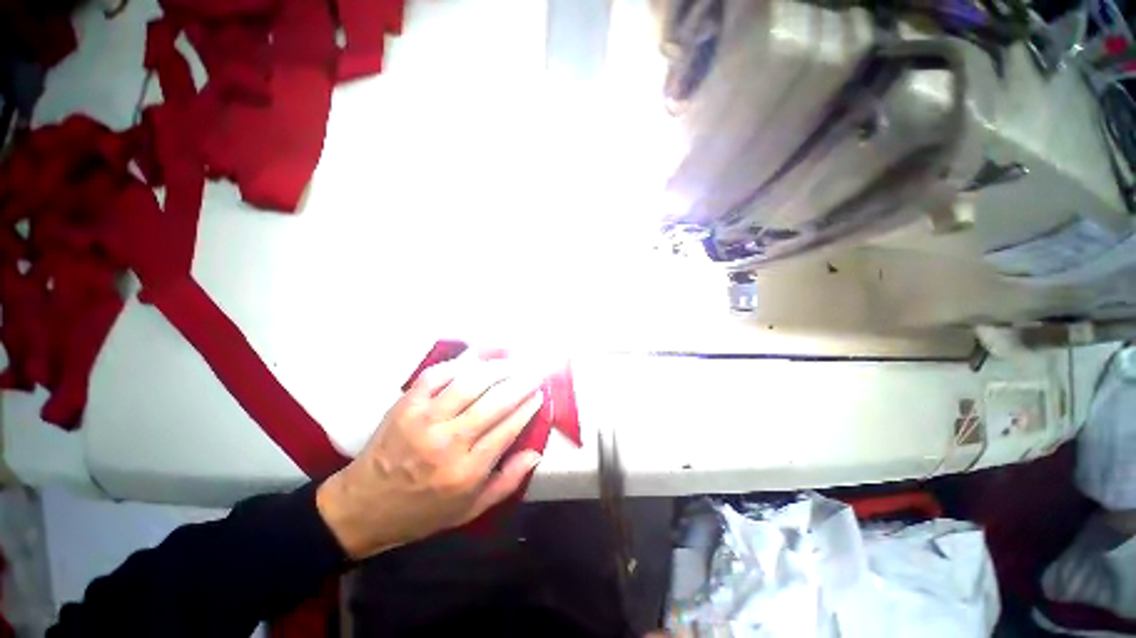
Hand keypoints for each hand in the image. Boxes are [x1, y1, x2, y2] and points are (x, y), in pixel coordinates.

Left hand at [316, 352, 545, 559]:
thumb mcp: (470, 511)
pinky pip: (437, 375)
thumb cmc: (422, 512)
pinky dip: (459, 363)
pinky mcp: (405, 405)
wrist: (362, 507)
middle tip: (535, 371)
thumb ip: (507, 482)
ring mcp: (424, 420)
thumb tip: (536, 453)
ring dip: (497, 367)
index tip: (540, 393)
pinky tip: (476, 360)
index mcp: (466, 472)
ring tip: (513, 361)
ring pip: (469, 383)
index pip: (508, 428)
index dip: (528, 406)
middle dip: (521, 382)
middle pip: (495, 401)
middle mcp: (448, 443)